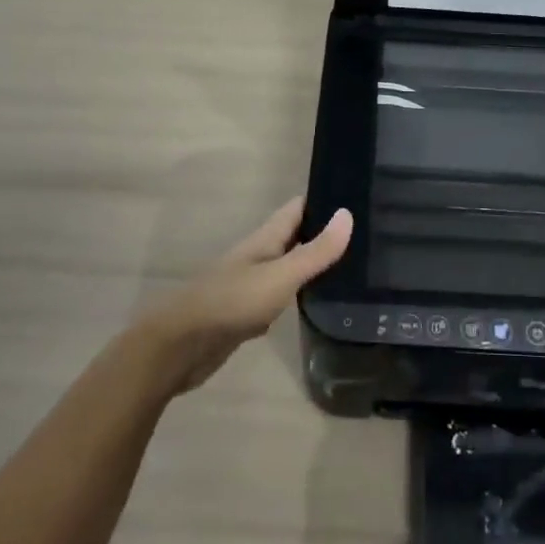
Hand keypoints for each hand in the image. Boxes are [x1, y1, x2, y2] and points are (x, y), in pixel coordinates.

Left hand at [133, 197, 353, 393]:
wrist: (182, 346)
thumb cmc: (232, 302)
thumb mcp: (281, 275)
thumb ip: (315, 251)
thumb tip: (348, 214)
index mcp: (264, 240)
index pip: (297, 209)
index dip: (323, 200)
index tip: (356, 197)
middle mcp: (258, 257)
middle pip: (293, 237)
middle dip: (322, 233)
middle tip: (363, 236)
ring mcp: (250, 285)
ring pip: (287, 267)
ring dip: (311, 265)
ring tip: (350, 267)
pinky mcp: (246, 313)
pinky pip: (278, 297)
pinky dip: (297, 296)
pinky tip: (316, 305)